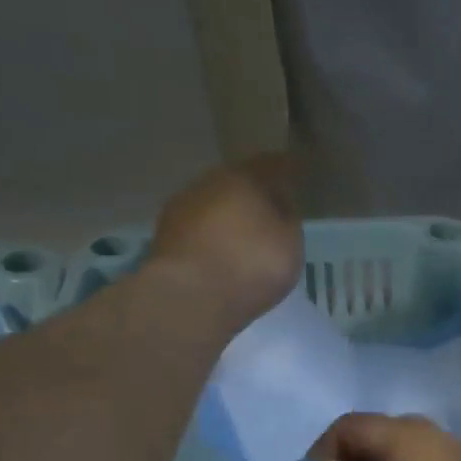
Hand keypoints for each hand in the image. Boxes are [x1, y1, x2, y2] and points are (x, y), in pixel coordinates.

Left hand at [145, 154, 302, 329]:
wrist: (191, 296)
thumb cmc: (251, 263)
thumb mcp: (290, 243)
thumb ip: (288, 218)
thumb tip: (281, 204)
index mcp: (244, 176)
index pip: (270, 164)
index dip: (284, 171)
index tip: (295, 178)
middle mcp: (209, 182)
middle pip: (236, 183)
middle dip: (252, 196)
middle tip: (269, 213)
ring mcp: (182, 207)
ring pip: (213, 205)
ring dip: (228, 218)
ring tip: (244, 239)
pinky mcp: (165, 236)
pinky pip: (197, 230)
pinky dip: (211, 238)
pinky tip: (220, 256)